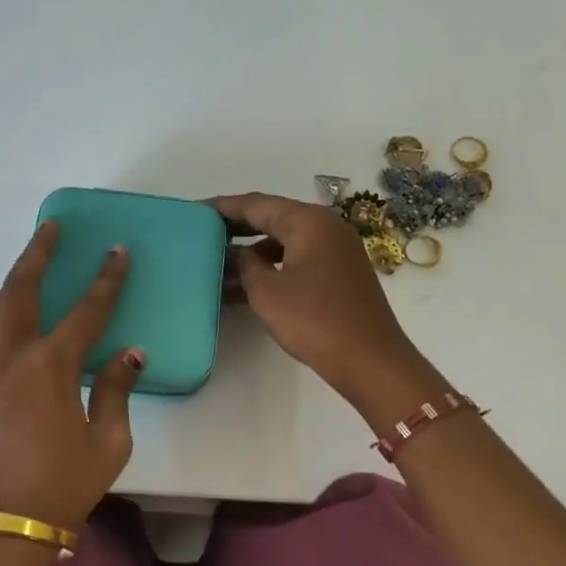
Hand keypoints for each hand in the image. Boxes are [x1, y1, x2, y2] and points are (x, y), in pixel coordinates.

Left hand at [0, 221, 144, 529]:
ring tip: (29, 263)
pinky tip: (11, 316)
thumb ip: (117, 391)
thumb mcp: (108, 444)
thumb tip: (129, 354)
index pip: (86, 310)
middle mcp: (12, 357)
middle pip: (22, 290)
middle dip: (38, 253)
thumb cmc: (60, 487)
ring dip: (13, 280)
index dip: (106, 279)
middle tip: (52, 227)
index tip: (117, 251)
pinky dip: (0, 312)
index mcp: (51, 367)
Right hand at [210, 192, 442, 425]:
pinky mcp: (339, 273)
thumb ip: (244, 265)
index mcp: (309, 221)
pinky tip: (245, 286)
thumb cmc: (314, 321)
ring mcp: (336, 250)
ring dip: (252, 252)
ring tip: (217, 264)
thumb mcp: (267, 292)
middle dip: (236, 227)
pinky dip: (272, 267)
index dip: (223, 207)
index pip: (256, 204)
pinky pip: (297, 259)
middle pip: (272, 218)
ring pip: (284, 241)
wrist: (371, 361)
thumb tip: (232, 252)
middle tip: (201, 234)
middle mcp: (326, 227)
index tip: (194, 210)